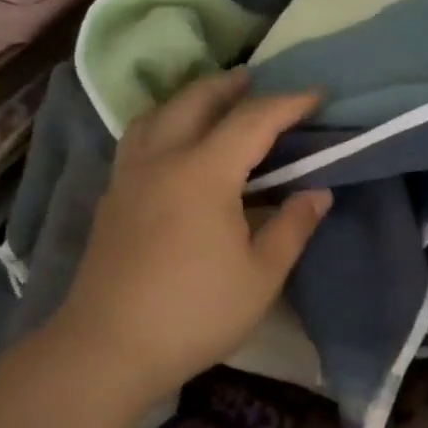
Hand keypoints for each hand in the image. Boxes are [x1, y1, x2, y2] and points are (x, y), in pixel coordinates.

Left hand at [51, 69, 331, 401]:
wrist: (109, 347)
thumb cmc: (197, 311)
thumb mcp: (262, 275)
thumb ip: (293, 227)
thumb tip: (317, 192)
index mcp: (203, 173)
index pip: (252, 121)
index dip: (288, 103)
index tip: (317, 94)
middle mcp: (161, 160)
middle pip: (195, 101)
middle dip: (230, 85)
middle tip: (258, 80)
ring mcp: (129, 177)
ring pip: (157, 115)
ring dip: (190, 99)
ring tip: (213, 103)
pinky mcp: (113, 199)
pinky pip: (139, 139)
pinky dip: (164, 124)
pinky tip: (176, 147)